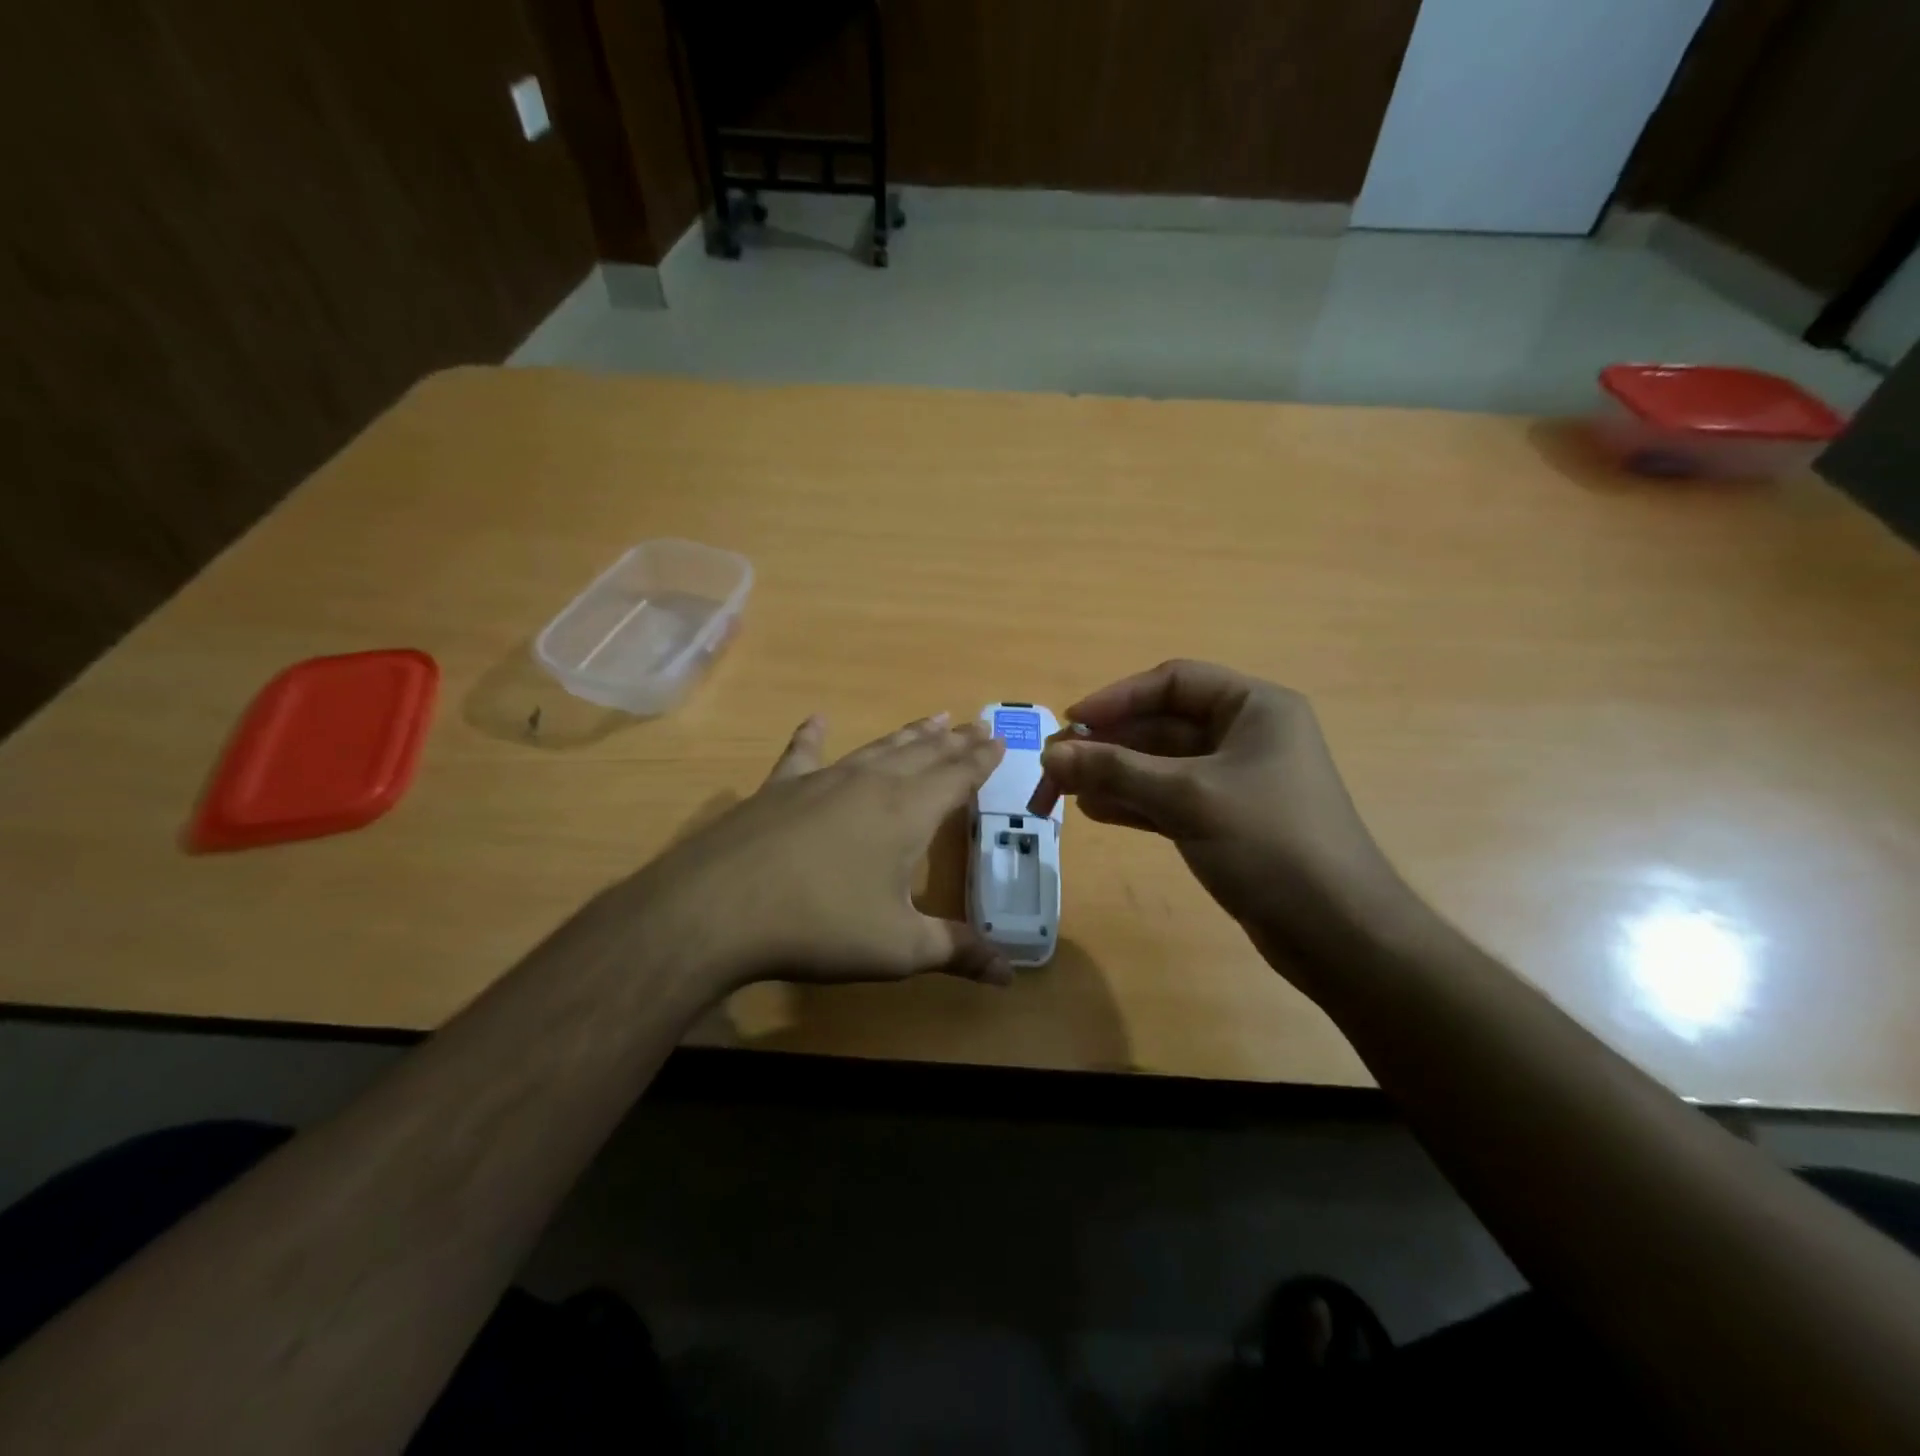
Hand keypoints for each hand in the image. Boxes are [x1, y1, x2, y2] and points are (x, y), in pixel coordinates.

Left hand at [628, 712, 1011, 991]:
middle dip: (954, 740)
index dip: (982, 759)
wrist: (719, 909)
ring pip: (877, 748)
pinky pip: (802, 754)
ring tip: (932, 718)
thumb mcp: (898, 947)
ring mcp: (821, 780)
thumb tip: (1009, 975)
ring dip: (908, 734)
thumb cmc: (821, 926)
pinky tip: (816, 720)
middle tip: (976, 723)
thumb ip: (956, 951)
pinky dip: (811, 736)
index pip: (957, 776)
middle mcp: (870, 784)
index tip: (1000, 738)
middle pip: (923, 754)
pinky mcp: (778, 789)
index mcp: (907, 813)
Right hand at [1033, 660, 1410, 978]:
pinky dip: (1132, 802)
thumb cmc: (1270, 843)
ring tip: (1063, 793)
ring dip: (1112, 775)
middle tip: (1054, 768)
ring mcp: (1234, 781)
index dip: (1117, 698)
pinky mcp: (1225, 821)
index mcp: (1254, 708)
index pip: (1173, 682)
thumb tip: (1048, 755)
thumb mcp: (1187, 798)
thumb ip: (1115, 771)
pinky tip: (1094, 812)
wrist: (1337, 932)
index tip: (1071, 724)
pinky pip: (1168, 799)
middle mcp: (1245, 735)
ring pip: (1159, 765)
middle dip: (1106, 745)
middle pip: (1160, 726)